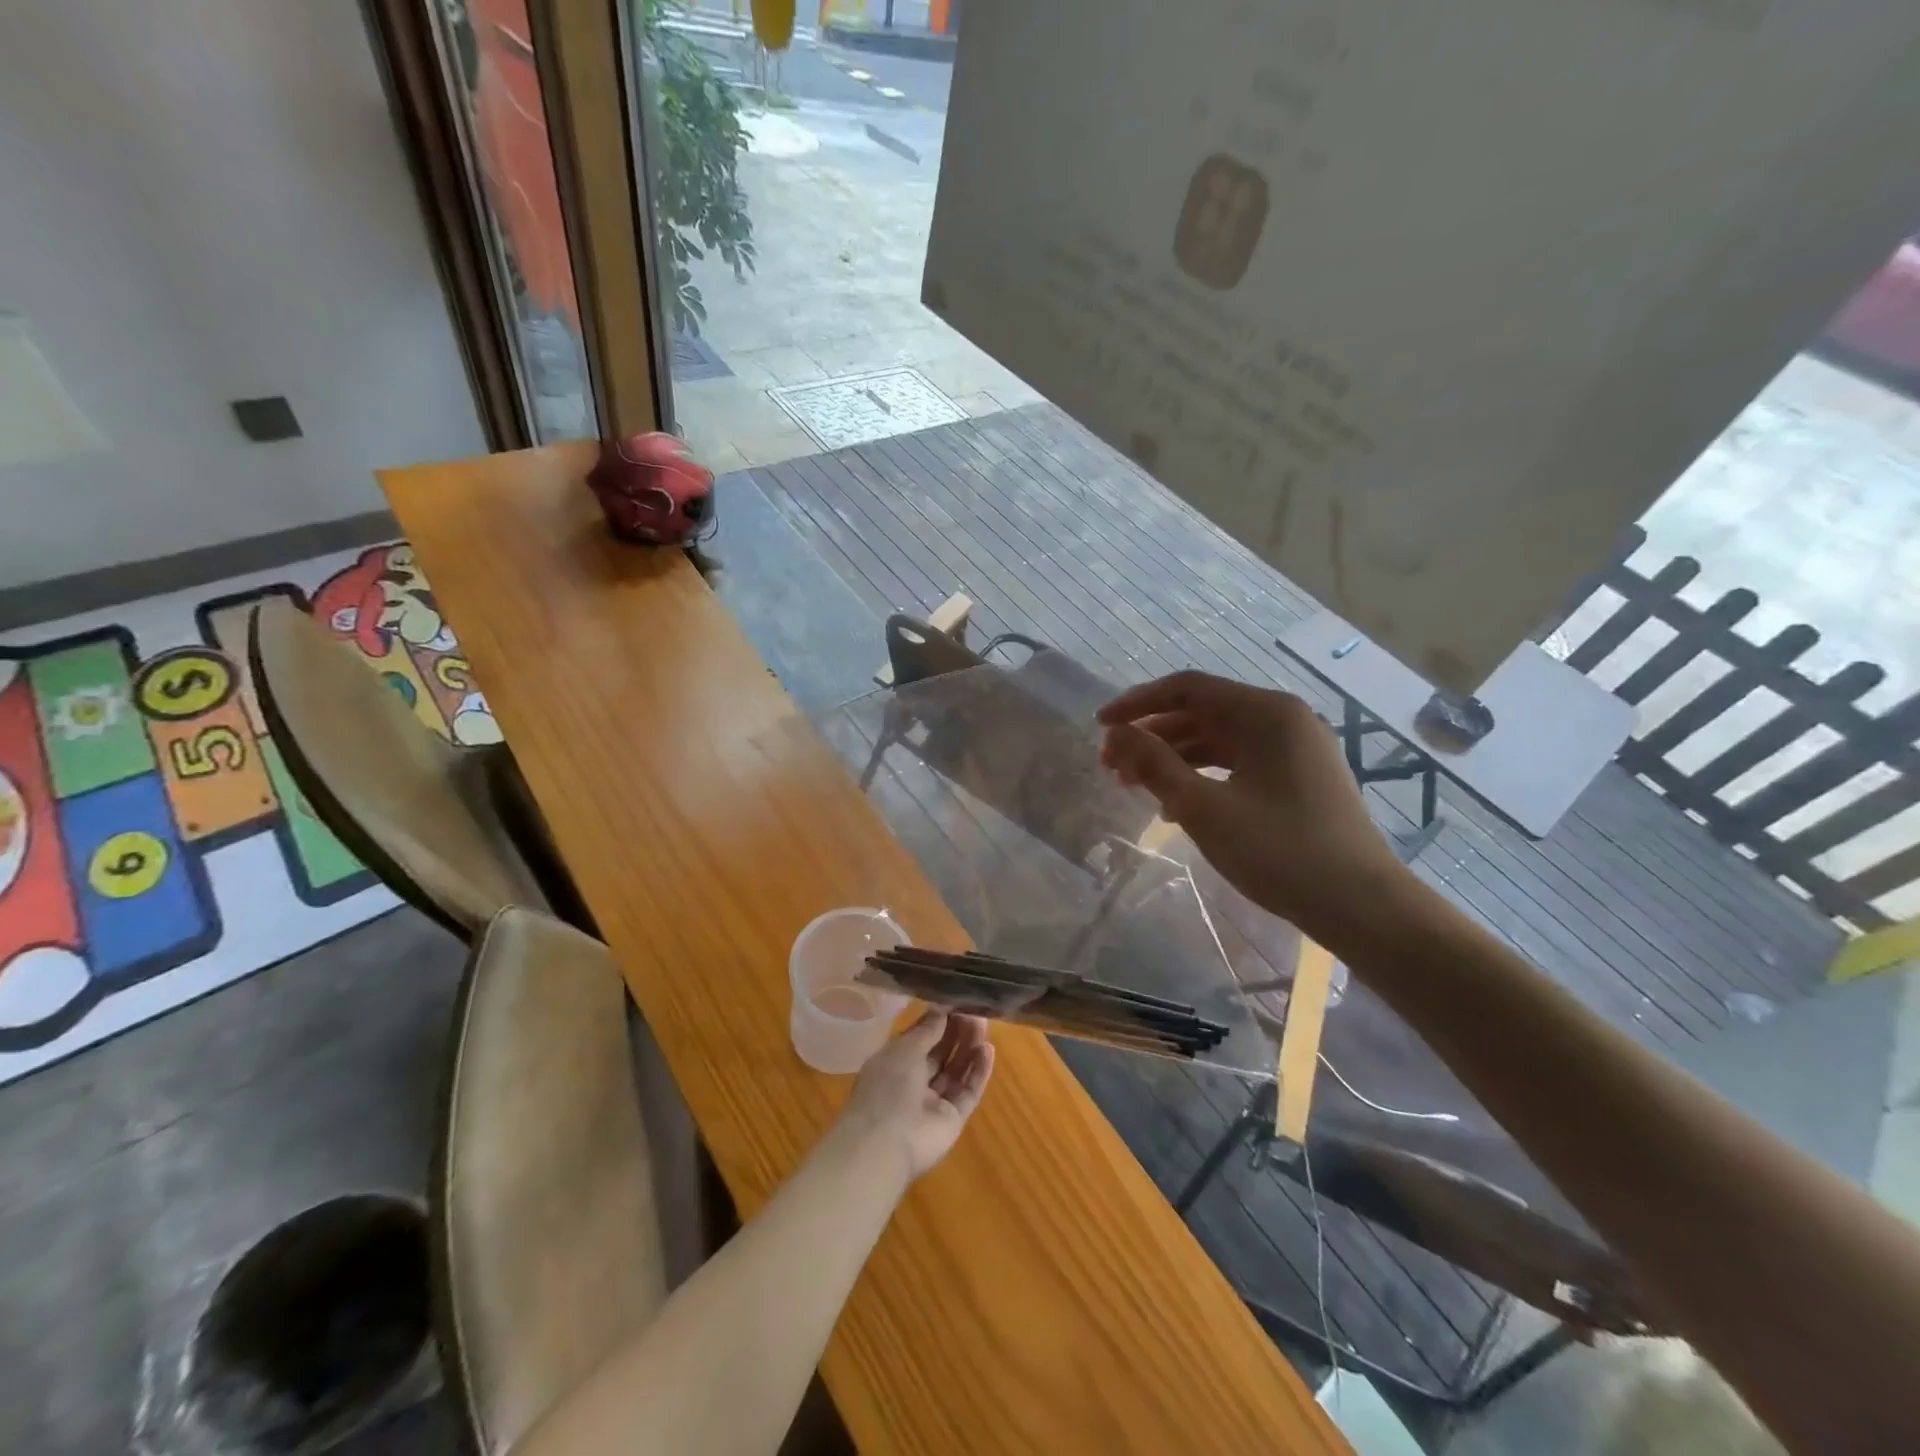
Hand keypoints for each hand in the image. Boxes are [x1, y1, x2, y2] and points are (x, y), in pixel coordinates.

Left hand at [837, 1009, 994, 1183]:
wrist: (886, 1143)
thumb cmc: (887, 1086)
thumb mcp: (904, 1048)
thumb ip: (927, 1030)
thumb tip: (942, 1009)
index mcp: (894, 1063)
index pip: (919, 1039)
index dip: (937, 1021)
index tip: (956, 1002)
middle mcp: (913, 1082)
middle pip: (940, 1054)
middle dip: (956, 1033)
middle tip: (975, 1011)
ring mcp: (934, 1103)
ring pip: (956, 1071)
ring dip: (969, 1049)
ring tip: (984, 1025)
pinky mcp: (953, 1119)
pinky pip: (968, 1092)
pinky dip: (978, 1072)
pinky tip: (988, 1050)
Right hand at [1097, 670, 1408, 938]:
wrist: (1361, 906)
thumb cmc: (1279, 851)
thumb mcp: (1204, 808)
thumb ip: (1154, 765)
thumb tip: (1116, 734)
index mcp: (1267, 713)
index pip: (1188, 689)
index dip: (1138, 704)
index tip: (1100, 726)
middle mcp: (1284, 720)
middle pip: (1202, 713)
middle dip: (1152, 736)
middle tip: (1111, 765)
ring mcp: (1295, 749)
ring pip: (1219, 741)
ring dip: (1173, 758)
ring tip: (1134, 786)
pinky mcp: (1298, 778)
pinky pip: (1238, 764)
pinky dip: (1202, 777)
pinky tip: (1175, 806)